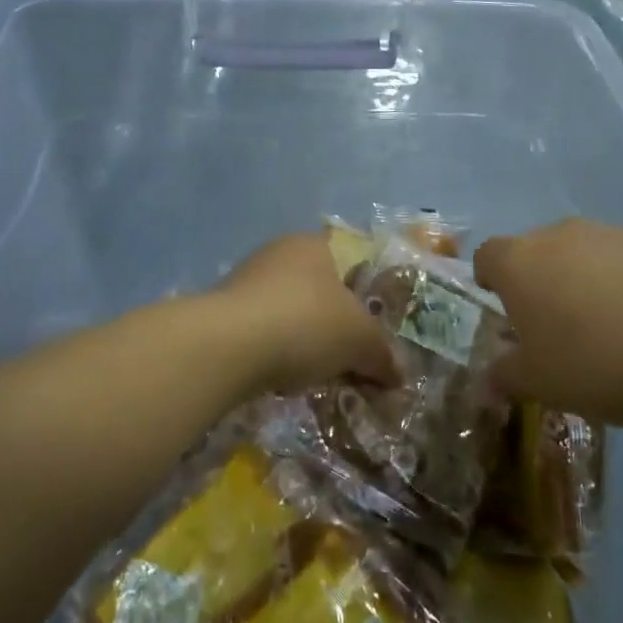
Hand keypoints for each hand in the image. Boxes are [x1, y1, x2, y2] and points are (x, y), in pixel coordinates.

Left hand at [212, 234, 396, 394]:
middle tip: (354, 356)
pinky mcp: (224, 313)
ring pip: (291, 312)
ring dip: (306, 340)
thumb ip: (382, 354)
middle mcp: (280, 253)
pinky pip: (264, 332)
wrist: (228, 346)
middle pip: (321, 289)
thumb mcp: (360, 341)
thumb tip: (398, 375)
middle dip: (337, 324)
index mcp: (315, 244)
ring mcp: (247, 281)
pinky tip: (284, 377)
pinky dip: (278, 352)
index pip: (351, 260)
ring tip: (321, 374)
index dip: (368, 293)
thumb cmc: (306, 323)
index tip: (377, 327)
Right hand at [474, 219, 622, 427]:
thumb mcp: (542, 383)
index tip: (503, 309)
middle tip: (555, 329)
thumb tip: (490, 380)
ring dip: (586, 283)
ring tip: (610, 331)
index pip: (487, 256)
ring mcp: (612, 233)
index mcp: (519, 262)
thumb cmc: (598, 359)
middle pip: (536, 252)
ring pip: (584, 254)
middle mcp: (559, 236)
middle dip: (540, 284)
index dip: (489, 280)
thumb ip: (508, 376)